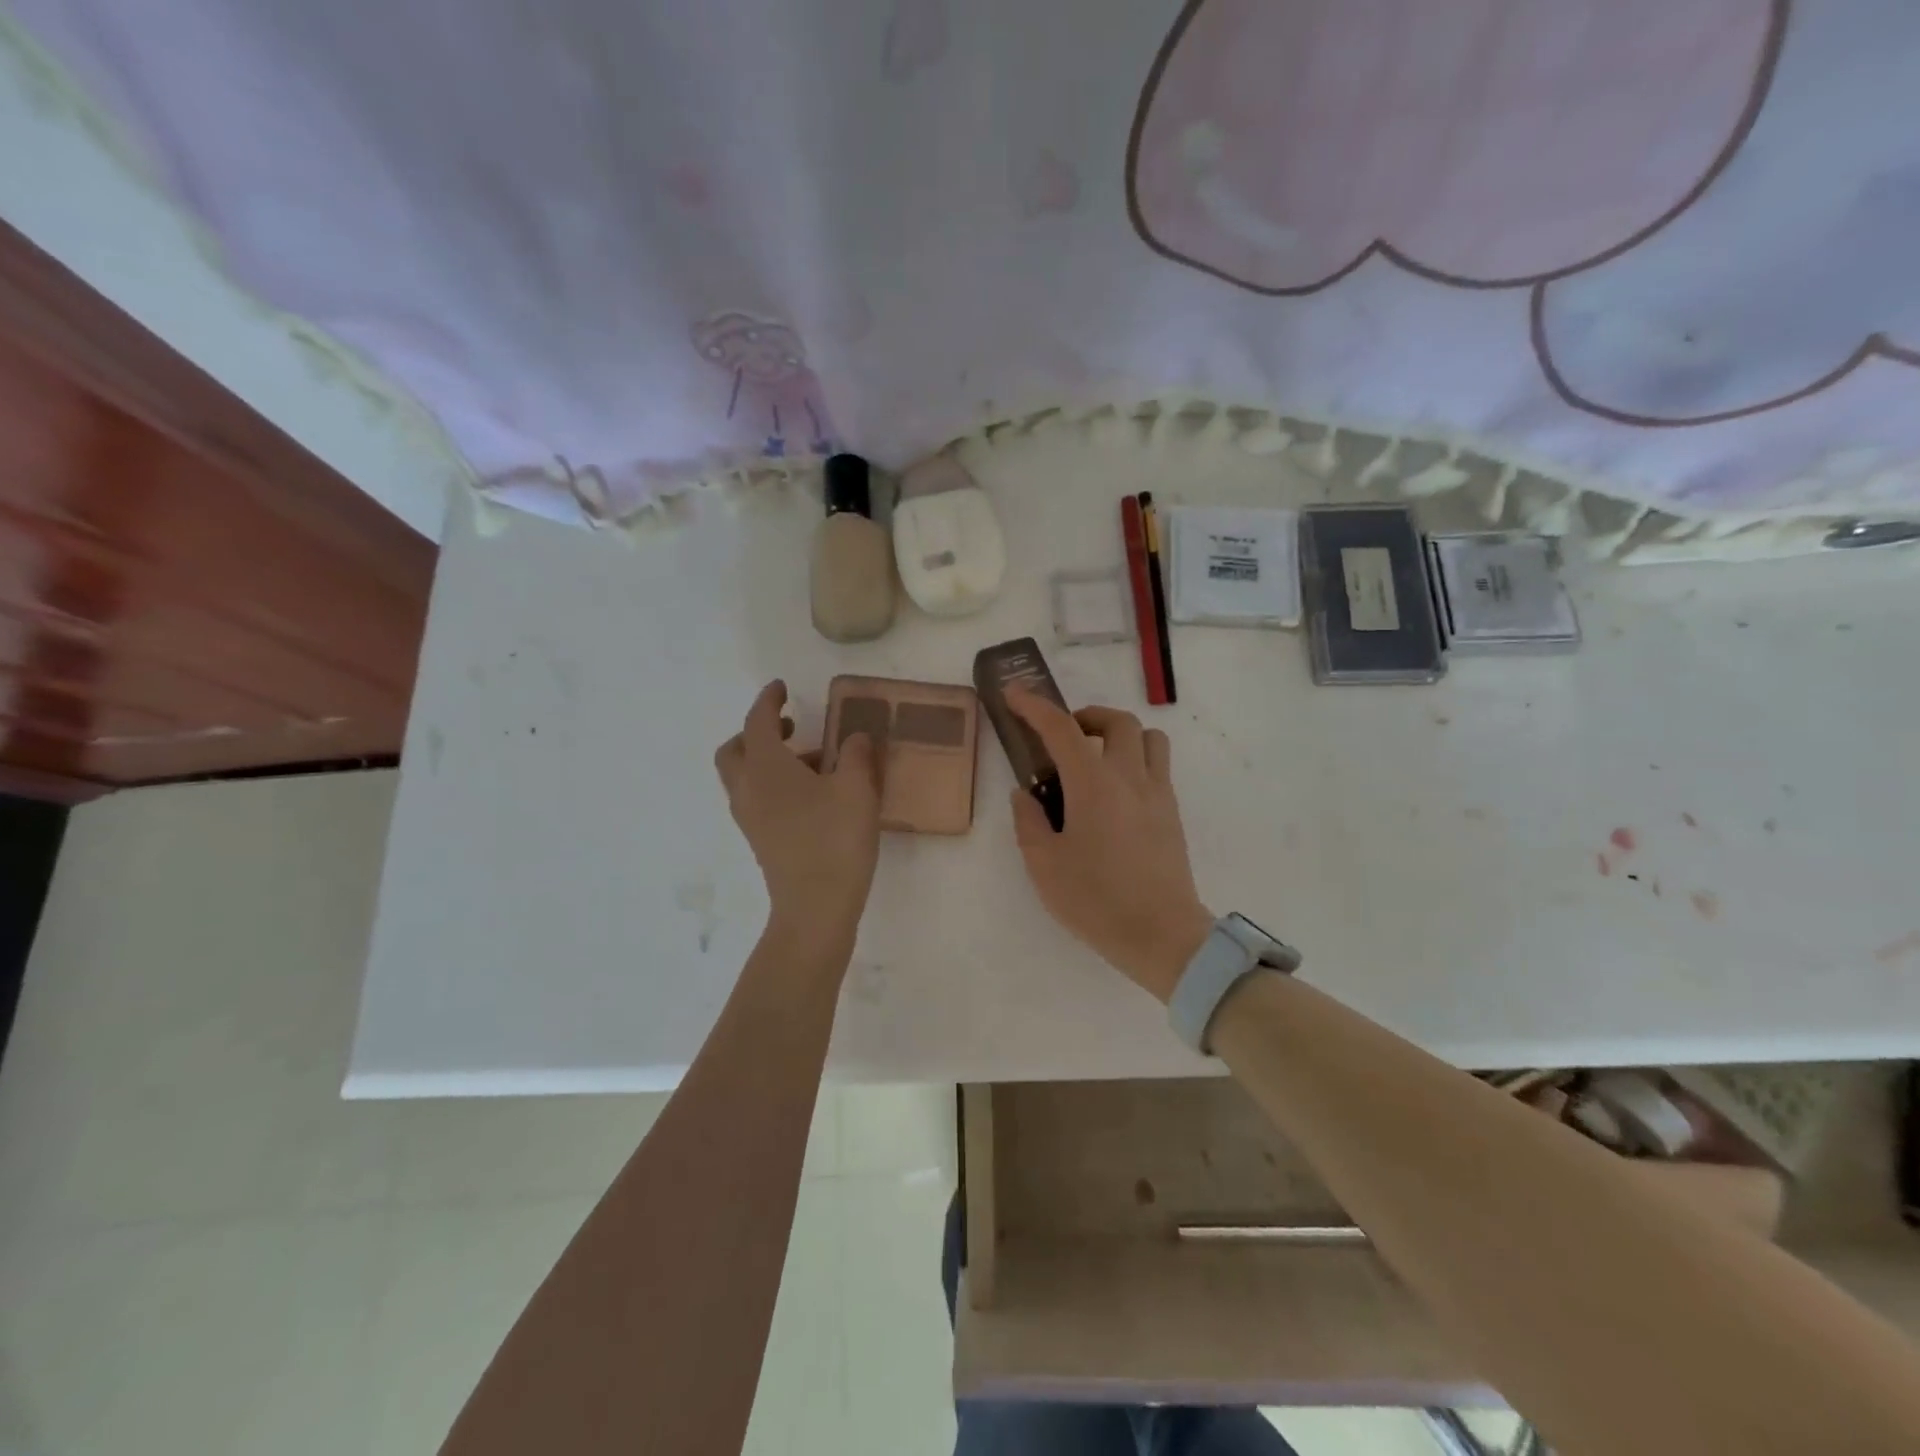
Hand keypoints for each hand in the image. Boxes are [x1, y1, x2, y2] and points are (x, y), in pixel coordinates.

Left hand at [715, 681, 880, 934]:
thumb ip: (856, 755)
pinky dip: (774, 784)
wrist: (815, 908)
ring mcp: (750, 818)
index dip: (768, 701)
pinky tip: (812, 795)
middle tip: (790, 728)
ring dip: (769, 760)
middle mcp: (748, 789)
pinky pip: (757, 799)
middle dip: (757, 733)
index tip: (781, 688)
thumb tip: (856, 737)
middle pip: (735, 750)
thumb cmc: (834, 840)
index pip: (757, 721)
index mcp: (765, 767)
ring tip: (814, 762)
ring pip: (745, 777)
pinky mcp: (761, 841)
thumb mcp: (857, 789)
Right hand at [1005, 689, 1213, 1002]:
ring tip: (1096, 758)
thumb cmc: (1096, 900)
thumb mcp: (1044, 865)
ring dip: (1120, 733)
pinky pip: (1158, 765)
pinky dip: (1136, 759)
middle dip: (1085, 716)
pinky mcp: (1172, 812)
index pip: (1061, 729)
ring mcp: (1158, 793)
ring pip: (1148, 737)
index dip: (1034, 707)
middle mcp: (1130, 777)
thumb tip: (1025, 794)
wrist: (1161, 935)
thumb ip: (1029, 821)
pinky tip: (1115, 792)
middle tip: (1063, 737)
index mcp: (1093, 784)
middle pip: (1117, 721)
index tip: (1015, 696)